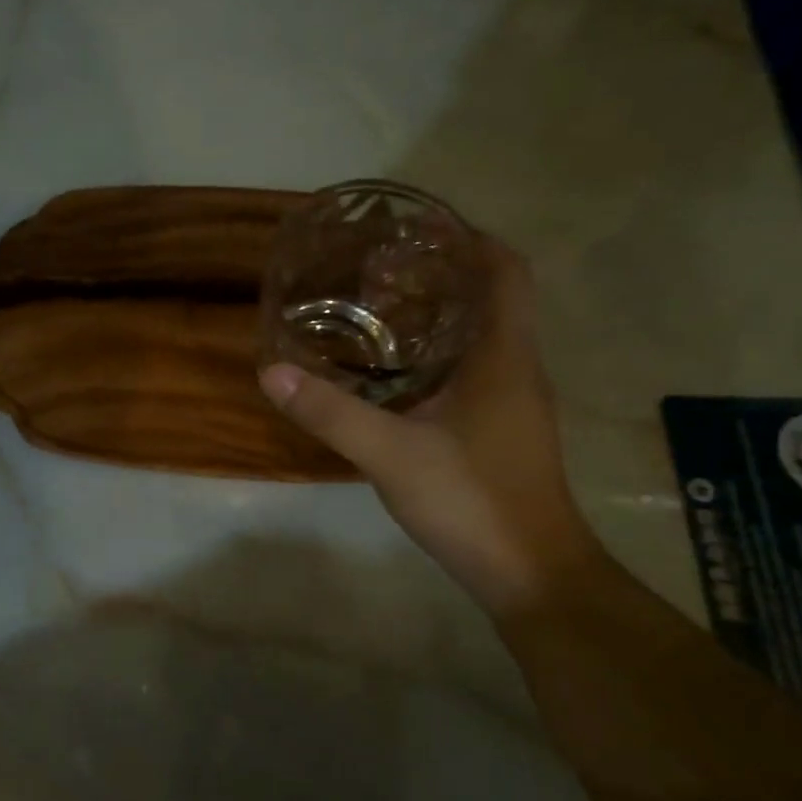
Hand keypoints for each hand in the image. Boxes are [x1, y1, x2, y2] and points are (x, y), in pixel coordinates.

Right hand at [260, 238, 600, 615]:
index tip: (420, 226)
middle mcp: (516, 370)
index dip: (471, 239)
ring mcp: (511, 404)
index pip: (506, 272)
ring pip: (480, 338)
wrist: (530, 574)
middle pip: (491, 299)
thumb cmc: (471, 500)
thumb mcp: (390, 453)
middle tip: (379, 268)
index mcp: (503, 357)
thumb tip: (271, 372)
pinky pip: (471, 372)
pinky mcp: (500, 432)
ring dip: (438, 316)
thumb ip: (330, 412)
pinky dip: (436, 356)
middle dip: (442, 274)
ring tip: (377, 309)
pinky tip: (392, 374)